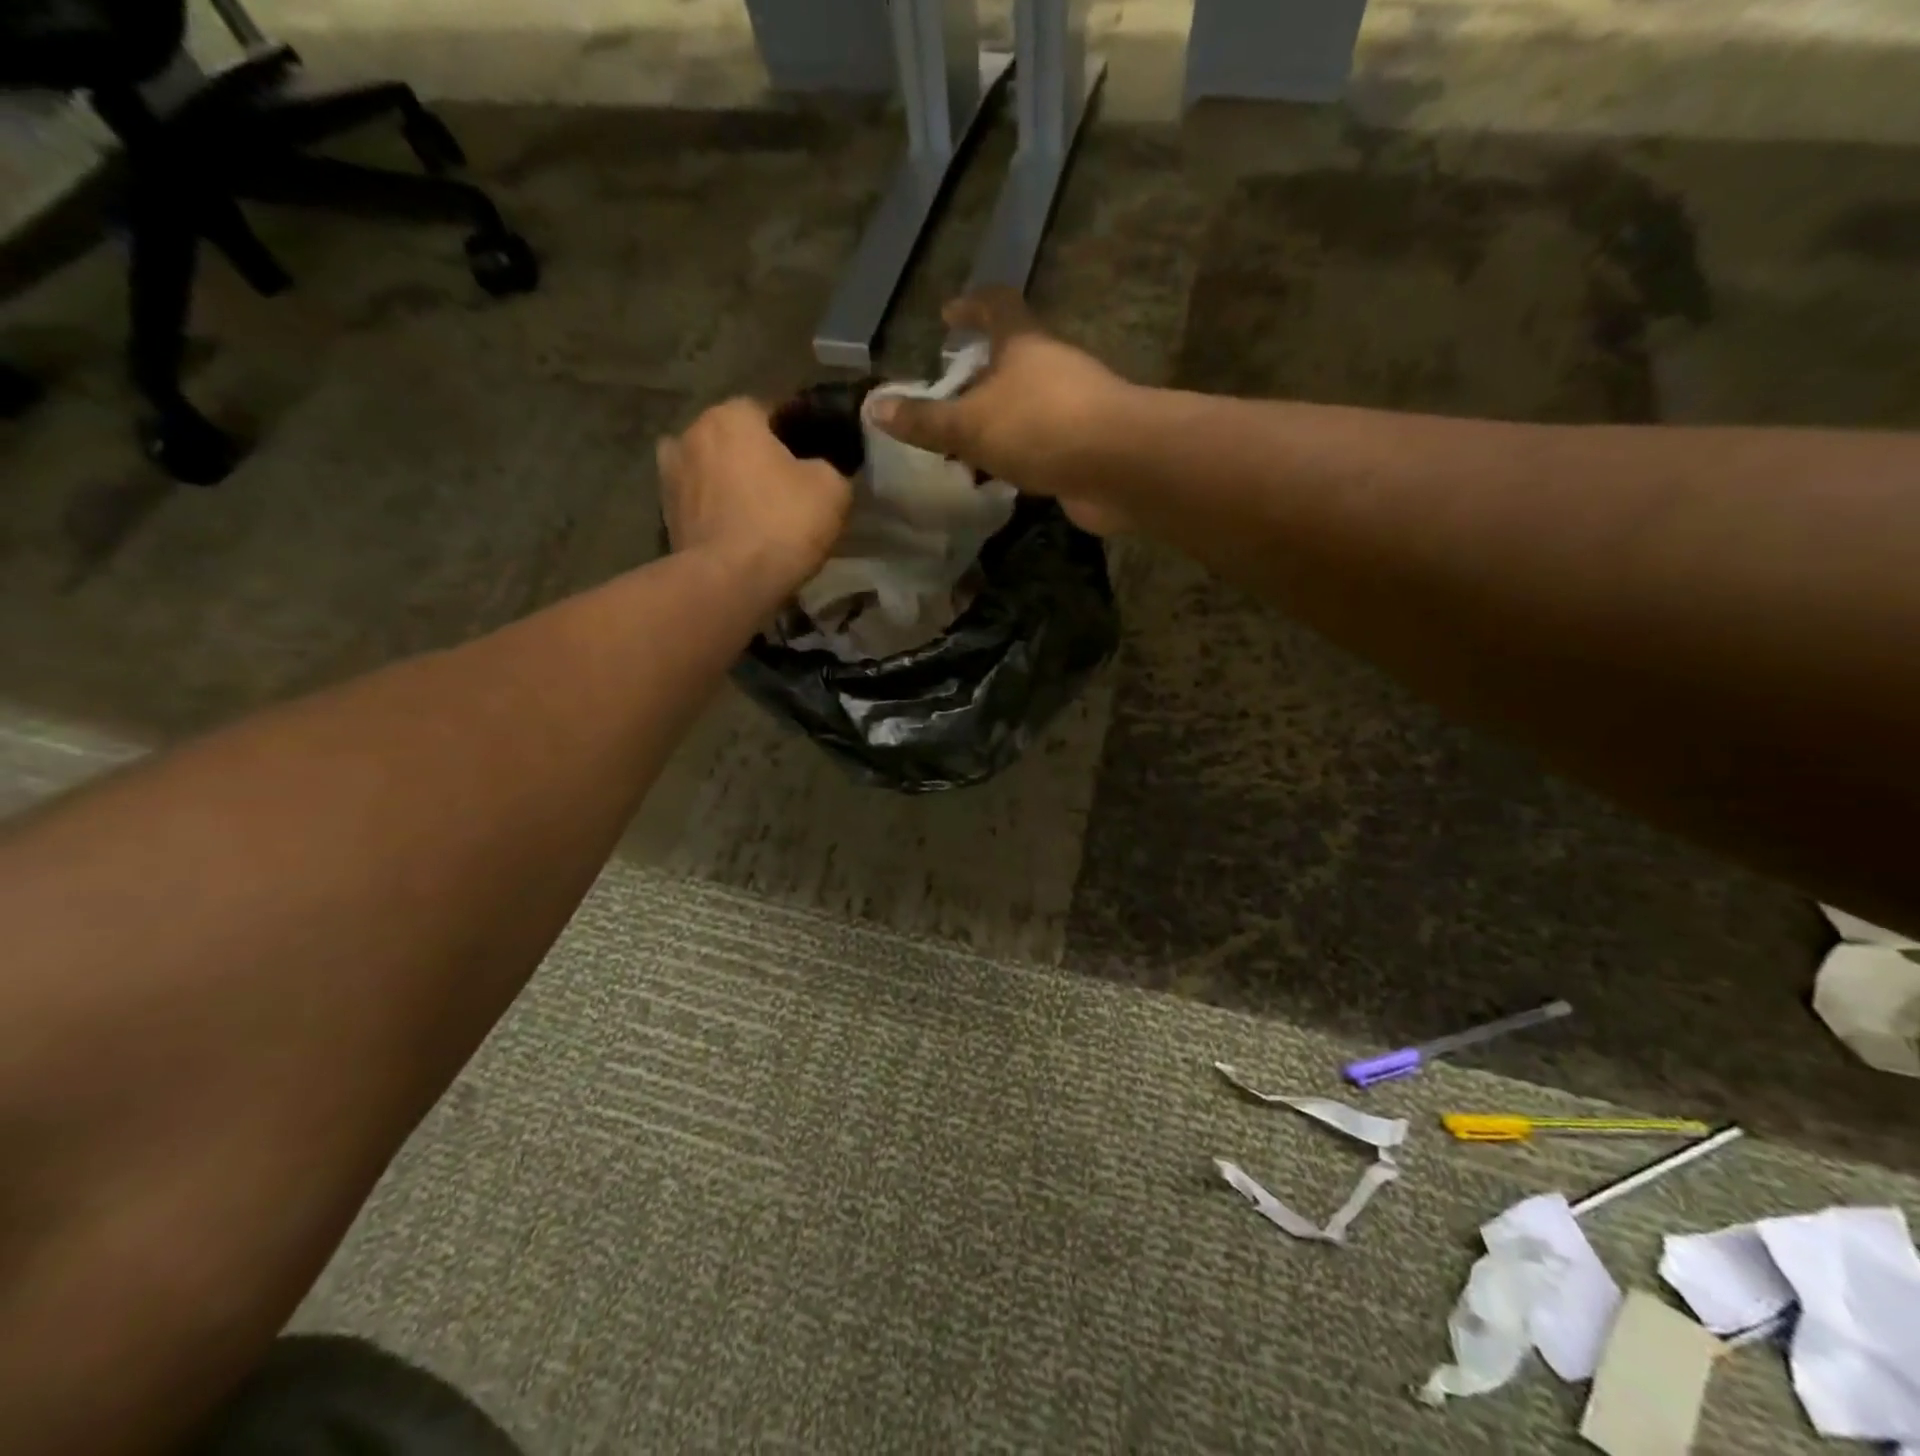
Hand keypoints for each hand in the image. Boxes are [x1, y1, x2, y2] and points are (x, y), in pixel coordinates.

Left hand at [656, 399, 850, 595]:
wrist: (728, 583)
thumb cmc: (782, 524)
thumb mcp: (832, 489)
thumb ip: (829, 467)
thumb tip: (819, 469)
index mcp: (732, 414)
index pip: (770, 412)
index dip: (795, 438)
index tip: (812, 465)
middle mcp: (691, 433)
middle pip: (735, 441)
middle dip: (757, 461)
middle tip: (787, 494)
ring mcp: (670, 475)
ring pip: (713, 473)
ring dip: (730, 487)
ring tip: (757, 518)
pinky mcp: (664, 516)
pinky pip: (700, 506)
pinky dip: (714, 515)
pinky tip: (737, 537)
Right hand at [864, 289, 1134, 534]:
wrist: (1120, 467)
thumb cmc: (1041, 427)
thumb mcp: (970, 424)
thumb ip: (925, 420)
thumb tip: (873, 407)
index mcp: (1024, 344)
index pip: (996, 305)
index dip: (971, 306)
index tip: (947, 316)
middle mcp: (1052, 367)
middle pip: (1012, 360)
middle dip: (978, 376)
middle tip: (947, 397)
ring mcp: (1073, 407)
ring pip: (1025, 407)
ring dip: (996, 422)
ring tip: (963, 446)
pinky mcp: (1084, 446)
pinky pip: (1041, 444)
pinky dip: (1016, 455)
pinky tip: (997, 478)